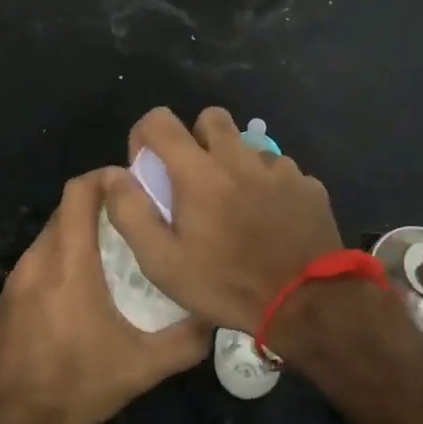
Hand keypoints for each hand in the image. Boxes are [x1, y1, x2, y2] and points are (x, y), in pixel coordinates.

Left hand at [0, 169, 207, 423]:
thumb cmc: (74, 385)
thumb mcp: (140, 369)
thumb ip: (184, 342)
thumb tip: (214, 316)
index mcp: (69, 261)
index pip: (79, 191)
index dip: (106, 177)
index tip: (136, 185)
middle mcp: (39, 258)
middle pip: (67, 208)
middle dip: (100, 204)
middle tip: (135, 218)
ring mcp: (17, 277)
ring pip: (52, 233)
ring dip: (80, 230)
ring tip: (115, 250)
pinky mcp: (7, 297)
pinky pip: (39, 258)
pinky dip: (62, 255)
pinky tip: (83, 287)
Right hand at [104, 107, 344, 336]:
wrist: (308, 304)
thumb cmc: (228, 285)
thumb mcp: (164, 263)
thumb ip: (132, 214)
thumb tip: (114, 175)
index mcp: (199, 171)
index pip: (160, 121)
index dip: (145, 136)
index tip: (148, 166)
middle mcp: (238, 157)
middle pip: (211, 118)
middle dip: (196, 138)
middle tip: (195, 180)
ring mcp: (278, 168)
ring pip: (247, 146)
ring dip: (235, 165)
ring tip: (236, 208)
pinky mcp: (307, 184)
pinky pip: (279, 171)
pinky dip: (268, 186)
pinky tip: (270, 221)